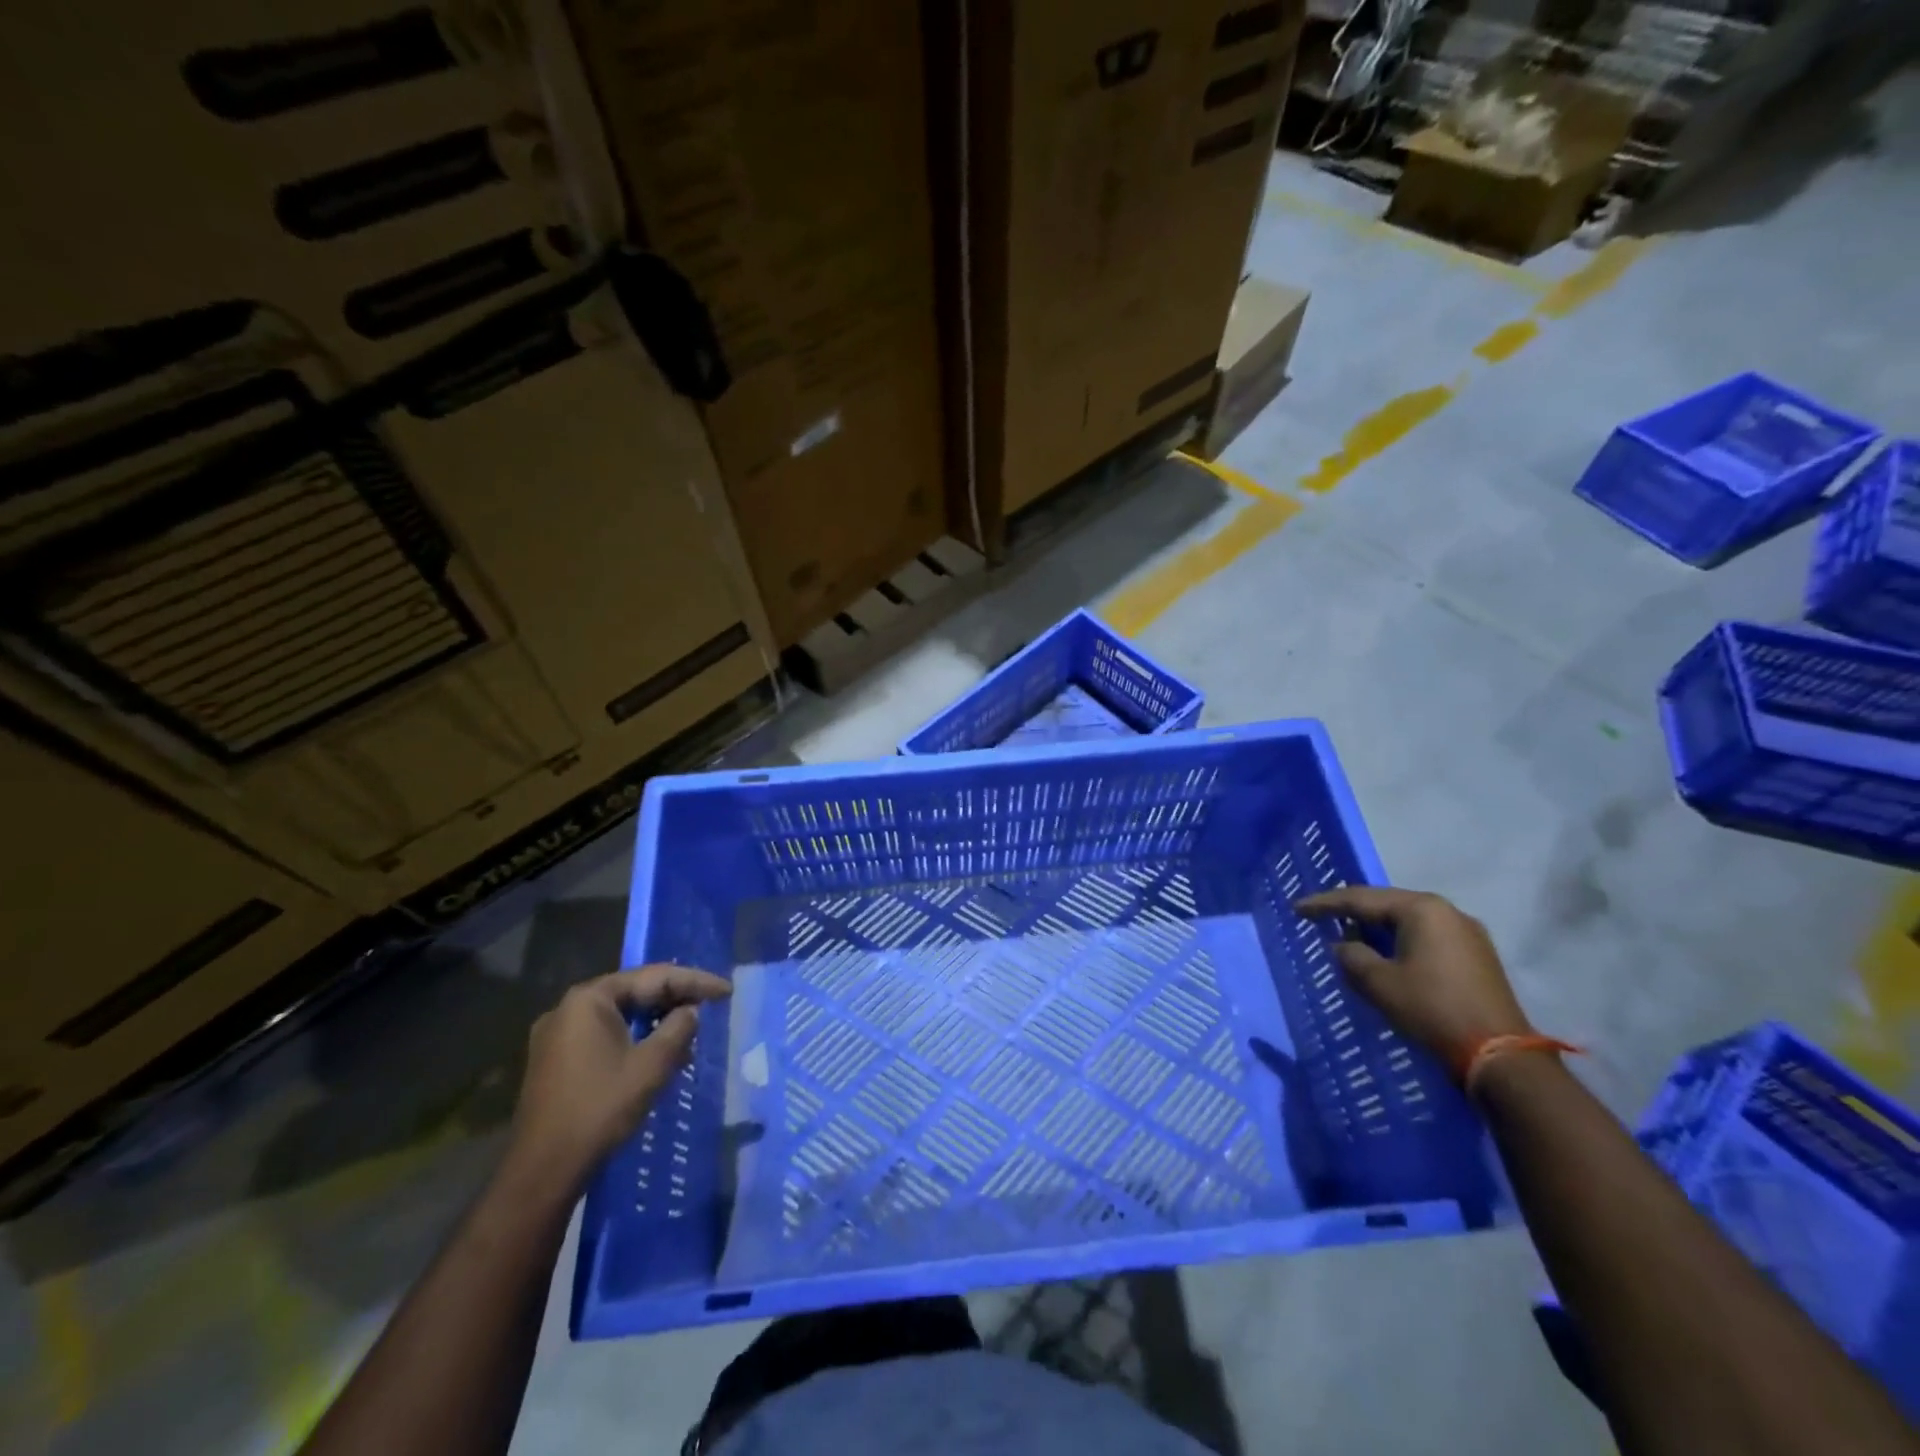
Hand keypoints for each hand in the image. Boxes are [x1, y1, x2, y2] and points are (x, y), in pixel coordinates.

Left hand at [505, 964, 730, 1193]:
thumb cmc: (600, 1109)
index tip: (727, 991)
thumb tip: (691, 1011)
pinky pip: (604, 1035)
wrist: (543, 1171)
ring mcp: (557, 1035)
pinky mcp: (554, 1060)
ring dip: (655, 1022)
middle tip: (711, 1008)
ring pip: (620, 1015)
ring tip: (689, 1034)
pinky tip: (656, 1054)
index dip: (695, 982)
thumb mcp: (652, 1065)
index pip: (654, 977)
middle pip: (634, 992)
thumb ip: (679, 1028)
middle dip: (675, 1000)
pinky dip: (633, 1038)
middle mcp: (569, 1007)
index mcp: (590, 999)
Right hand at [1295, 886, 1528, 1071]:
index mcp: (1421, 909)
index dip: (1325, 904)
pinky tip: (1385, 955)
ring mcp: (1467, 933)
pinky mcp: (1476, 956)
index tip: (1297, 908)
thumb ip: (1351, 956)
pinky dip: (1400, 942)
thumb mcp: (1378, 982)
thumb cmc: (1431, 1009)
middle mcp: (1447, 911)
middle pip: (1387, 905)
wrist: (1500, 1056)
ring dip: (1377, 930)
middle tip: (1321, 918)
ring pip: (1408, 921)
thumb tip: (1344, 946)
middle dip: (1352, 913)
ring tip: (1349, 938)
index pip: (1360, 899)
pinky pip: (1426, 937)